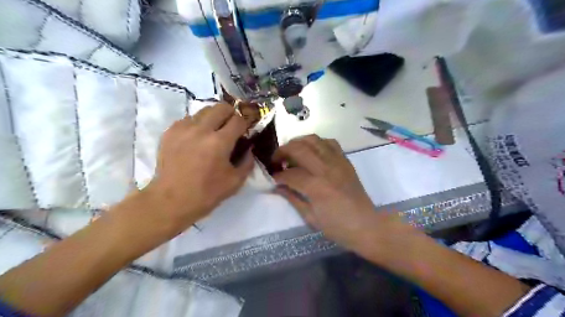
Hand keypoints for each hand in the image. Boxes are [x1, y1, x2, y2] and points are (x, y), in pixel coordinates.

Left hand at [142, 102, 254, 234]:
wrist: (170, 201)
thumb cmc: (206, 193)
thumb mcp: (235, 182)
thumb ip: (247, 162)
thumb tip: (249, 148)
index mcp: (220, 142)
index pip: (238, 120)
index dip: (245, 124)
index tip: (244, 132)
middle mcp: (201, 129)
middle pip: (221, 107)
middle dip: (231, 114)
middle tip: (231, 127)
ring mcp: (183, 128)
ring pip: (204, 110)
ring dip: (213, 118)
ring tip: (213, 132)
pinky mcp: (170, 131)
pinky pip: (188, 119)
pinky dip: (197, 125)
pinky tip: (196, 139)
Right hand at [273, 135, 410, 256]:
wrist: (366, 225)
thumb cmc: (337, 227)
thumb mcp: (310, 217)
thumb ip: (292, 198)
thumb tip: (277, 187)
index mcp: (317, 187)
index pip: (290, 174)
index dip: (277, 175)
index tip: (272, 178)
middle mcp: (326, 169)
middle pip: (299, 149)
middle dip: (282, 151)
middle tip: (276, 161)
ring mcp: (338, 162)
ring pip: (313, 140)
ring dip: (298, 142)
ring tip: (291, 152)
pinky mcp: (345, 160)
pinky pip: (330, 143)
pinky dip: (317, 143)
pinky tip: (312, 152)